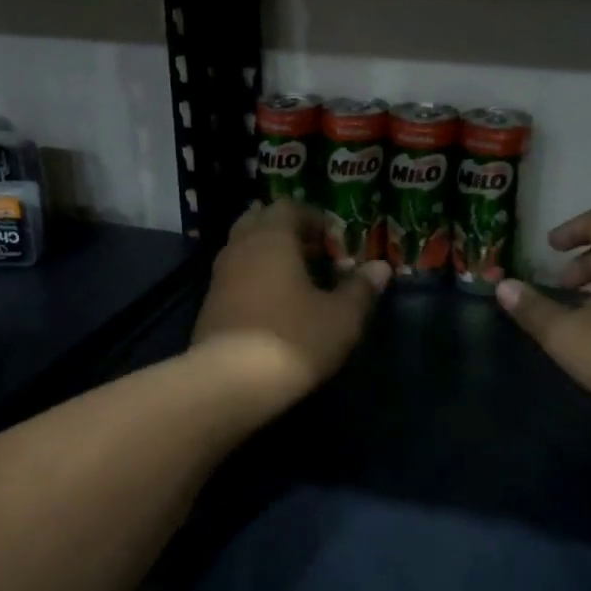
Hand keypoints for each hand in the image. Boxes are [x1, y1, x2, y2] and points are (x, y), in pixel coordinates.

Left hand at [193, 202, 390, 390]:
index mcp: (272, 238)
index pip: (289, 207)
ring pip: (244, 248)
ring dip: (269, 255)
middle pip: (260, 221)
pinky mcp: (209, 305)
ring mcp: (219, 276)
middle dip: (287, 231)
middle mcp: (241, 247)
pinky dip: (254, 278)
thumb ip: (361, 288)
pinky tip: (274, 305)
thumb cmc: (293, 339)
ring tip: (297, 280)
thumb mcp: (341, 317)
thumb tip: (381, 267)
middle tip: (314, 254)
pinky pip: (235, 275)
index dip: (314, 218)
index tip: (335, 241)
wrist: (228, 384)